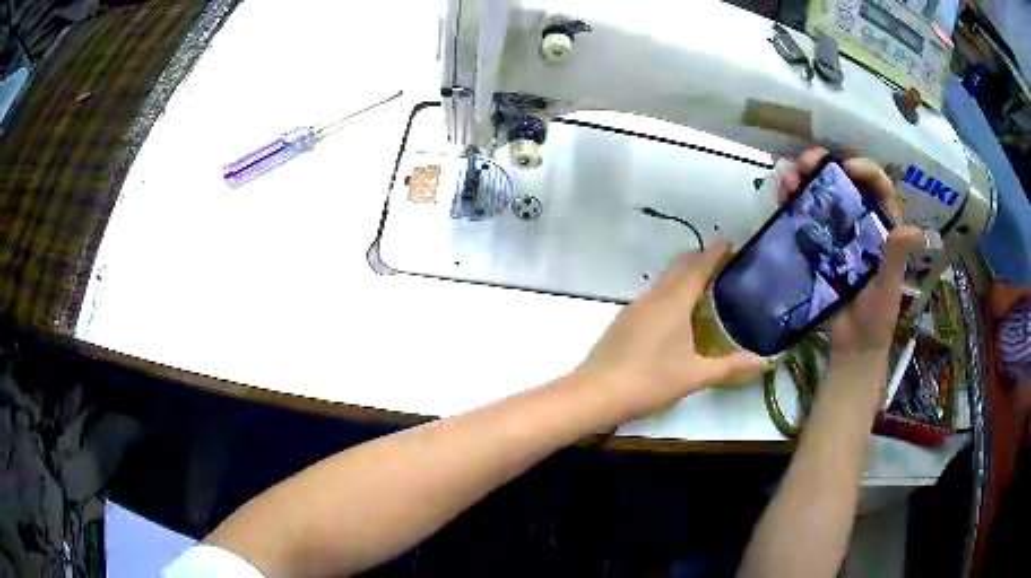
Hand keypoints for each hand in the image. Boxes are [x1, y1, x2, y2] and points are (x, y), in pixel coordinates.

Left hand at [575, 243, 764, 420]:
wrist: (595, 393)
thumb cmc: (649, 381)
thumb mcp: (694, 376)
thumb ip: (730, 367)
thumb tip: (764, 362)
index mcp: (672, 303)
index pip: (697, 268)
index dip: (714, 253)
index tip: (728, 241)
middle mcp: (653, 298)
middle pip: (678, 268)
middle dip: (698, 259)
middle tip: (720, 261)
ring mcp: (634, 309)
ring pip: (663, 282)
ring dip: (682, 276)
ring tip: (702, 287)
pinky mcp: (623, 323)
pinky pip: (652, 298)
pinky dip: (669, 294)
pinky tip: (674, 315)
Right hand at [778, 149, 923, 360]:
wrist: (853, 345)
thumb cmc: (878, 315)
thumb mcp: (890, 285)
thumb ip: (897, 256)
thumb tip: (914, 230)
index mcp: (881, 224)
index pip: (877, 185)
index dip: (864, 169)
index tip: (847, 168)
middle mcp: (858, 220)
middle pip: (841, 181)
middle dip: (823, 165)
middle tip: (806, 164)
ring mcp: (835, 231)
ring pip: (819, 193)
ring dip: (801, 179)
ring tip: (788, 179)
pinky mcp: (815, 246)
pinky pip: (803, 217)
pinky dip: (791, 202)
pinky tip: (781, 197)